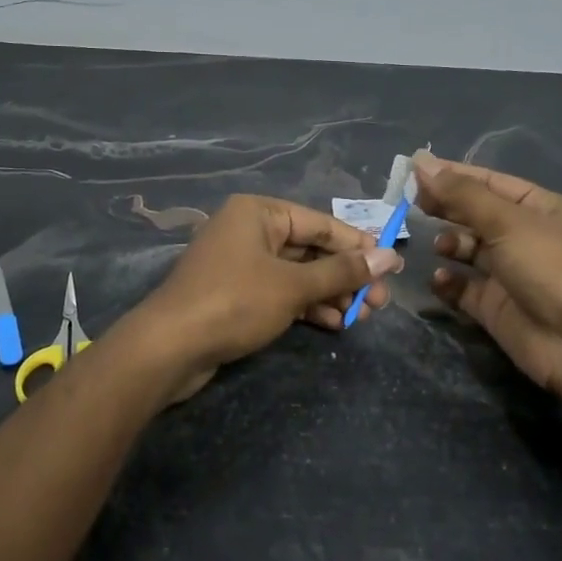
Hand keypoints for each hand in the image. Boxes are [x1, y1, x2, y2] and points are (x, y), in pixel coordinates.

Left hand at [132, 195, 402, 401]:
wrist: (168, 348)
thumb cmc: (234, 302)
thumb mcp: (293, 286)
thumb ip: (342, 271)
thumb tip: (390, 257)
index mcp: (259, 212)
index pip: (321, 224)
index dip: (358, 246)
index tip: (392, 267)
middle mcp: (249, 231)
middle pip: (310, 249)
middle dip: (346, 276)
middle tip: (380, 303)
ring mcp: (240, 264)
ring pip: (297, 274)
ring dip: (330, 294)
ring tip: (362, 317)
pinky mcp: (235, 294)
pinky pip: (280, 293)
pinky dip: (306, 306)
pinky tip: (333, 324)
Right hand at [413, 153, 561, 408]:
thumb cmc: (550, 268)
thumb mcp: (507, 222)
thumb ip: (461, 194)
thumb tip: (421, 163)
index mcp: (539, 208)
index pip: (489, 182)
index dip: (453, 174)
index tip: (413, 170)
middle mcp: (525, 236)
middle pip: (476, 214)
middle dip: (446, 207)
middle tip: (411, 204)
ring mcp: (510, 273)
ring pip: (469, 250)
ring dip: (448, 244)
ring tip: (436, 246)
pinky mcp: (496, 306)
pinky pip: (464, 287)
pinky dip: (449, 282)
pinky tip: (440, 279)